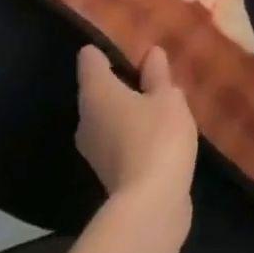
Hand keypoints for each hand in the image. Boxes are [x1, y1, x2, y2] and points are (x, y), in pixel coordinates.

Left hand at [76, 45, 197, 234]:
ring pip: (108, 118)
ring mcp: (94, 150)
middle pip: (98, 90)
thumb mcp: (167, 98)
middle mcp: (86, 118)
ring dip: (127, 111)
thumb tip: (151, 53)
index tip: (125, 45)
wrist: (150, 207)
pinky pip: (118, 141)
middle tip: (149, 73)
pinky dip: (132, 135)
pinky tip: (156, 135)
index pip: (90, 59)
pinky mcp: (107, 174)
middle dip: (120, 82)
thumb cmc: (157, 138)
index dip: (105, 50)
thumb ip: (158, 75)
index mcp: (96, 92)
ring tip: (157, 103)